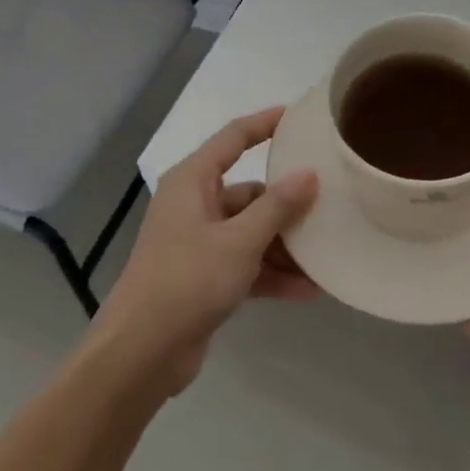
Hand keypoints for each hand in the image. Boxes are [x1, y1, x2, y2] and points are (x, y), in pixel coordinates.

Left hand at [92, 107, 318, 396]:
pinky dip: (271, 273)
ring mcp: (198, 242)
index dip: (265, 123)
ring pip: (250, 231)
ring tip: (326, 256)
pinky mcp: (203, 277)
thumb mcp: (239, 241)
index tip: (298, 117)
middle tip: (329, 204)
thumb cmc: (187, 280)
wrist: (140, 353)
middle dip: (287, 204)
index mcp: (192, 181)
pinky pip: (245, 263)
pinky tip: (307, 290)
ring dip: (284, 246)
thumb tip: (308, 174)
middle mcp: (194, 204)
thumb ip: (277, 206)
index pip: (233, 138)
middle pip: (249, 191)